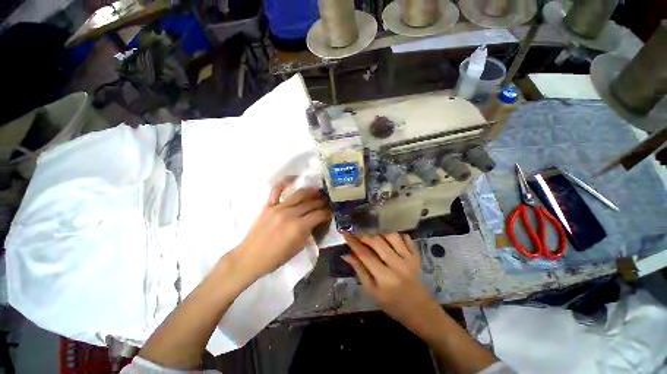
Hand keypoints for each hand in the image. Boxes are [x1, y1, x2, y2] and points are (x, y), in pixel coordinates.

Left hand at [235, 180, 330, 278]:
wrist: (250, 258)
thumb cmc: (276, 257)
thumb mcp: (298, 248)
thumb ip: (308, 232)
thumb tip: (315, 221)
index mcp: (298, 227)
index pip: (318, 214)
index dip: (327, 212)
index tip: (332, 210)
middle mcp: (290, 214)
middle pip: (311, 203)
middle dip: (322, 201)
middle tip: (327, 200)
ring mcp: (278, 207)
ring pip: (299, 194)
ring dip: (310, 191)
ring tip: (318, 191)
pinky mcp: (268, 205)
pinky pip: (277, 189)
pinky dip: (285, 182)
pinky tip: (295, 178)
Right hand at [343, 234, 436, 324]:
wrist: (419, 310)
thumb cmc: (391, 304)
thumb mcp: (371, 291)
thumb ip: (359, 270)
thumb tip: (346, 254)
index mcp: (384, 278)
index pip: (365, 254)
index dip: (353, 242)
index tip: (345, 234)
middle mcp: (397, 265)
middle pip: (378, 242)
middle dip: (364, 235)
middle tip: (357, 235)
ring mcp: (409, 259)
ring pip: (392, 236)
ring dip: (380, 234)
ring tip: (374, 239)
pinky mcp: (416, 256)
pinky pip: (406, 238)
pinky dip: (397, 236)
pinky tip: (390, 241)